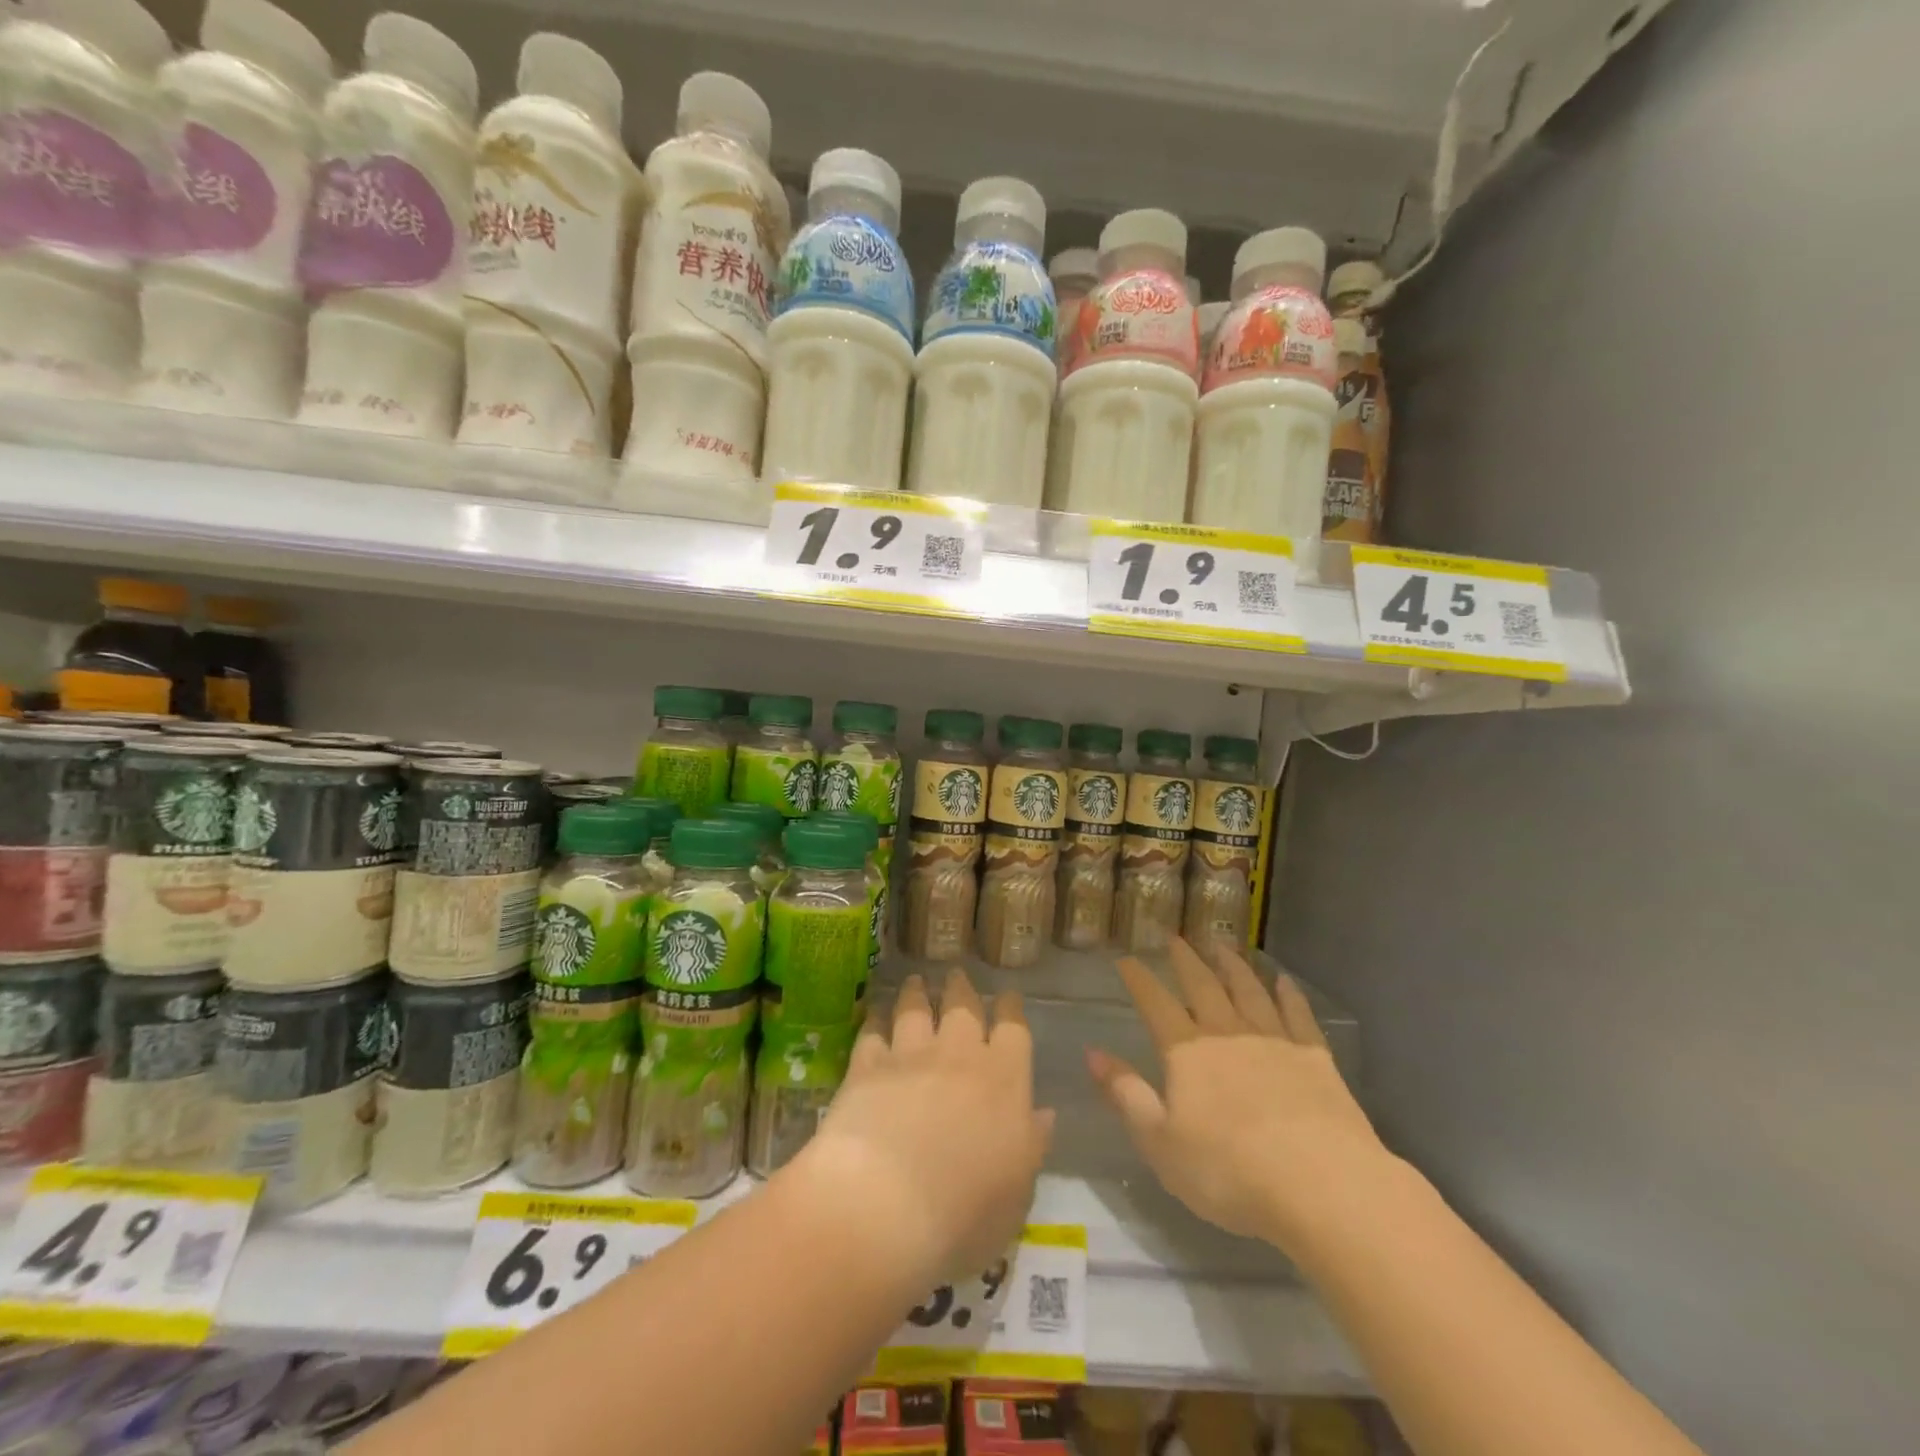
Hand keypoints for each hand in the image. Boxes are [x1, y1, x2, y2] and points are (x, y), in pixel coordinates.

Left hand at [796, 969, 1053, 1286]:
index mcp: (1005, 1080)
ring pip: (916, 1009)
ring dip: (917, 993)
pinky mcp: (867, 1067)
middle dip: (962, 989)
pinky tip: (874, 1015)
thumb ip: (1031, 1147)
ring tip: (916, 983)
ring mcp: (910, 1056)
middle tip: (957, 976)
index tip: (1007, 997)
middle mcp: (959, 1055)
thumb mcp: (1017, 1194)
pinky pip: (873, 1032)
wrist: (885, 1205)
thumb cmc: (964, 1212)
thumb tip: (1042, 1114)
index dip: (1010, 1009)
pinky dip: (875, 1020)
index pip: (1013, 1029)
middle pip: (963, 1007)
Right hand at [1088, 938, 1387, 1250]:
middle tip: (1176, 937)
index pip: (1155, 1004)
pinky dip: (1288, 994)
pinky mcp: (1315, 1058)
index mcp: (1187, 1052)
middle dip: (1186, 960)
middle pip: (1203, 985)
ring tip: (1222, 945)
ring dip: (1233, 965)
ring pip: (1248, 990)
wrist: (1320, 1184)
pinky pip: (1297, 1014)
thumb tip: (1092, 1053)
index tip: (1126, 959)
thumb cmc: (1228, 1170)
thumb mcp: (1160, 1142)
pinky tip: (1283, 980)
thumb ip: (1126, 1094)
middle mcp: (1227, 1033)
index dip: (1139, 979)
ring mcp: (1274, 1041)